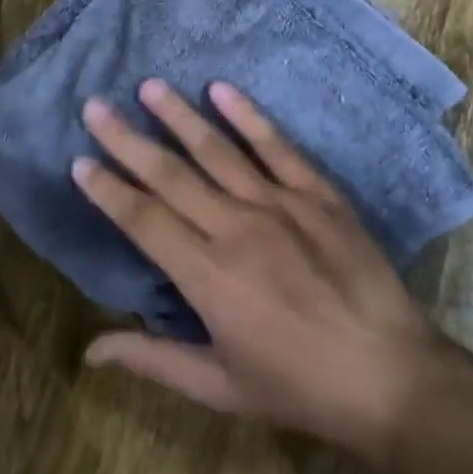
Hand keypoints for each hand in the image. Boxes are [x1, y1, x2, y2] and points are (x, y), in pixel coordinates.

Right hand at [73, 80, 450, 461]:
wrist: (393, 378)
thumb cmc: (298, 387)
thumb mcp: (219, 386)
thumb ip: (152, 358)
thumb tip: (89, 350)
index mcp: (207, 276)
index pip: (143, 220)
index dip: (108, 190)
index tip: (79, 161)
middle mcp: (236, 228)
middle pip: (170, 175)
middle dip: (127, 139)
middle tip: (95, 107)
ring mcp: (281, 205)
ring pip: (217, 151)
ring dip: (179, 116)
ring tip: (149, 87)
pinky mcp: (319, 195)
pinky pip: (278, 148)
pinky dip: (249, 117)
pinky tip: (222, 89)